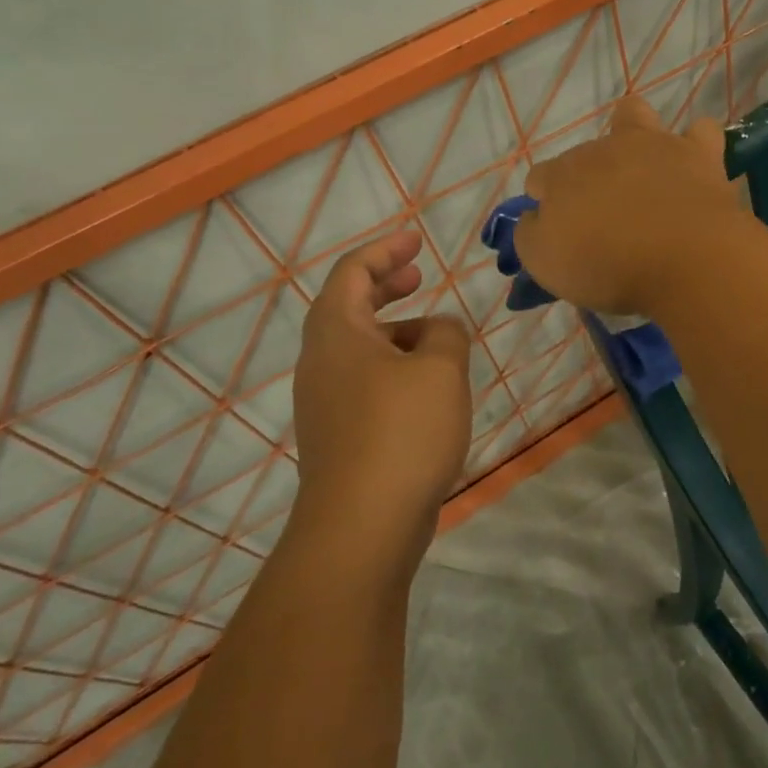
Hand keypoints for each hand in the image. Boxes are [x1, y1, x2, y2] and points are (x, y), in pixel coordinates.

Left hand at [291, 231, 471, 564]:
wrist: (362, 527)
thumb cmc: (401, 432)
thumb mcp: (440, 368)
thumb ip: (446, 333)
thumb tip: (439, 330)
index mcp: (336, 334)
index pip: (352, 272)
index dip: (385, 251)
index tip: (416, 241)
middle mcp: (321, 363)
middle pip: (348, 307)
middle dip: (384, 285)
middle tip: (418, 276)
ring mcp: (326, 403)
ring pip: (359, 349)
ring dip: (394, 331)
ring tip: (436, 337)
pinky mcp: (340, 436)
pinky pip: (365, 383)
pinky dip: (394, 367)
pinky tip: (427, 388)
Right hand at [514, 97, 753, 316]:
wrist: (682, 260)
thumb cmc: (606, 265)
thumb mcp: (545, 262)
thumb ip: (531, 234)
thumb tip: (535, 217)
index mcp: (562, 176)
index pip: (540, 177)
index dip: (545, 200)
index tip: (559, 230)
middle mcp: (603, 150)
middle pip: (585, 153)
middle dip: (588, 177)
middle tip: (602, 219)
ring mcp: (653, 145)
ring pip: (634, 115)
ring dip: (632, 134)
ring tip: (640, 170)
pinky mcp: (698, 155)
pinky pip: (699, 132)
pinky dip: (694, 146)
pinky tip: (692, 168)